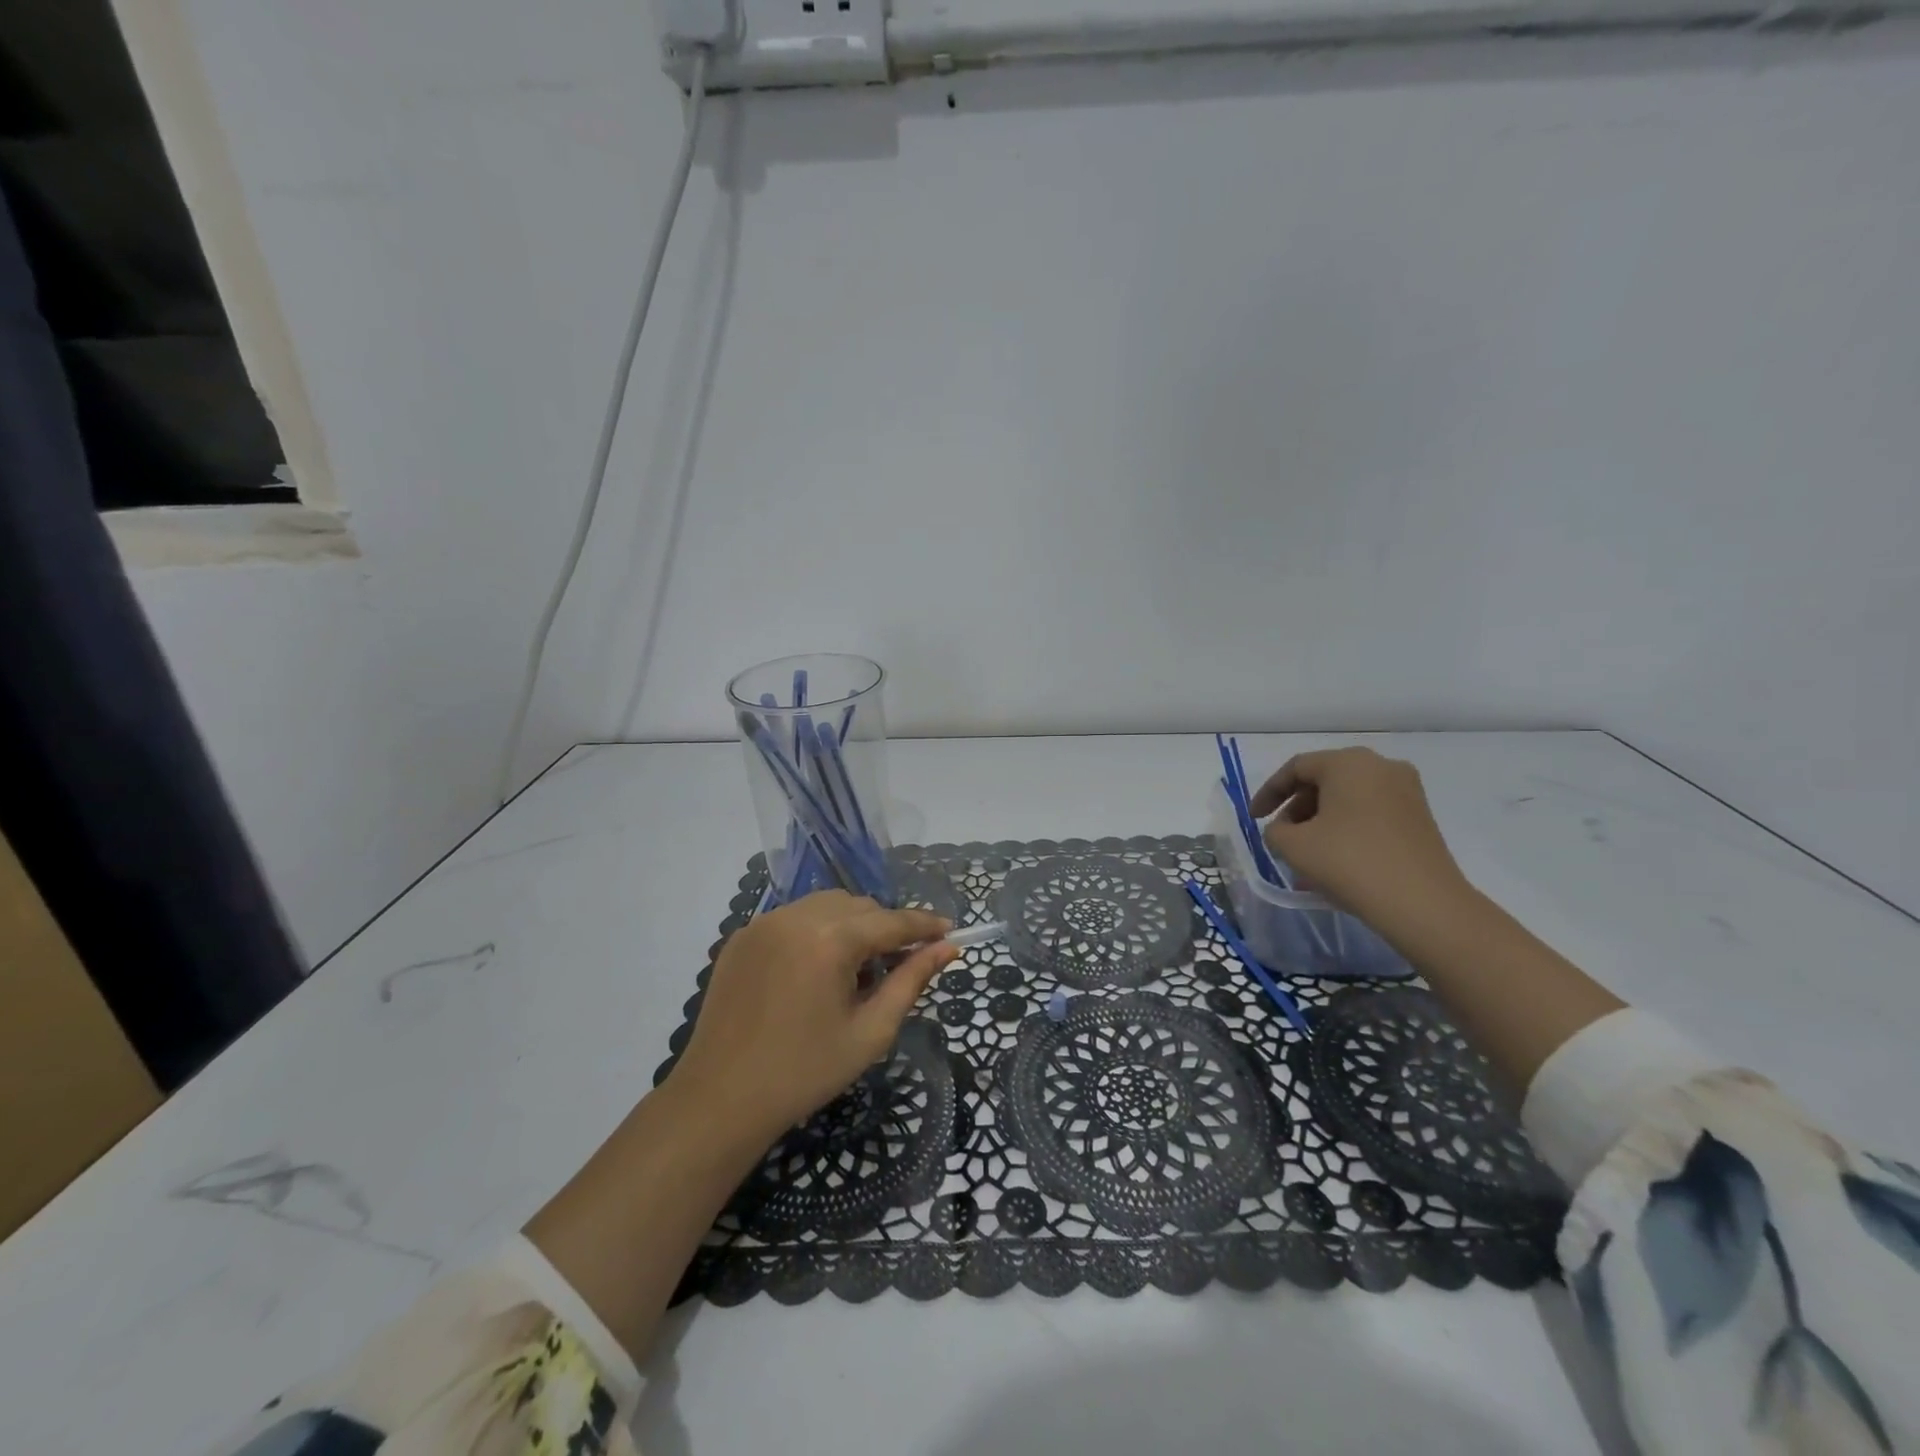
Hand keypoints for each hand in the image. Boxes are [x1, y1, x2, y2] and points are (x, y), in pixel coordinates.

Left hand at [665, 890, 956, 1142]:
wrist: (720, 1099)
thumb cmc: (804, 1072)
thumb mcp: (870, 1031)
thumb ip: (911, 981)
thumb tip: (947, 948)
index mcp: (830, 941)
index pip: (891, 921)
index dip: (924, 925)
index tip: (949, 931)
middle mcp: (796, 917)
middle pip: (859, 906)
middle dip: (884, 928)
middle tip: (896, 966)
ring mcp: (764, 923)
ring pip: (826, 905)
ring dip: (850, 925)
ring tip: (853, 971)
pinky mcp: (742, 936)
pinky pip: (794, 917)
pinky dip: (815, 931)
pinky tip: (814, 971)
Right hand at [1250, 747, 1470, 931]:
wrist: (1423, 905)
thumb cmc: (1349, 863)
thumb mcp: (1293, 846)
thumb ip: (1275, 830)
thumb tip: (1286, 829)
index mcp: (1348, 763)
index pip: (1296, 768)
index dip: (1268, 793)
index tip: (1254, 819)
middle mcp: (1380, 766)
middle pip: (1325, 779)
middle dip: (1297, 807)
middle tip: (1281, 834)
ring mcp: (1406, 791)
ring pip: (1349, 798)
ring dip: (1321, 820)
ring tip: (1306, 853)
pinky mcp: (1420, 817)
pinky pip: (1371, 813)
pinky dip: (1347, 828)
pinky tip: (1336, 858)